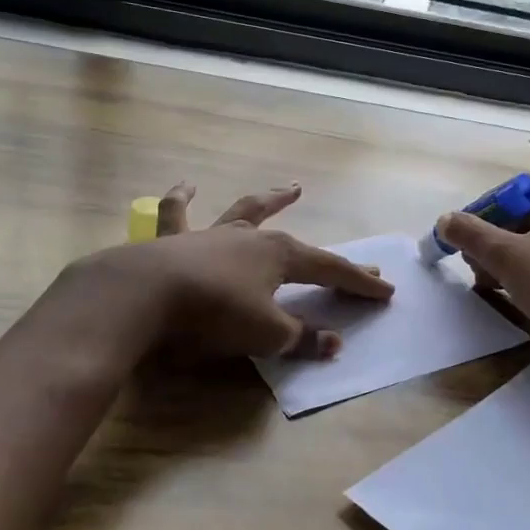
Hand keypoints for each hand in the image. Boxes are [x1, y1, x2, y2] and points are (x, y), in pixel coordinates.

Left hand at [101, 181, 391, 360]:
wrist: (143, 294)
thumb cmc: (213, 313)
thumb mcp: (265, 335)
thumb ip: (300, 338)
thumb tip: (334, 343)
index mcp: (279, 257)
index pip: (330, 270)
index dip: (359, 283)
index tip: (386, 291)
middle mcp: (250, 239)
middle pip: (299, 245)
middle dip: (328, 259)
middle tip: (358, 262)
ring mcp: (212, 235)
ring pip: (247, 212)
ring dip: (271, 201)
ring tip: (290, 188)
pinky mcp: (174, 240)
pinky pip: (178, 214)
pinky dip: (183, 199)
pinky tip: (187, 186)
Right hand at [434, 176, 529, 346]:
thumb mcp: (504, 256)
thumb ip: (470, 233)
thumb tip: (443, 220)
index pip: (522, 187)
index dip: (490, 208)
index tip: (471, 234)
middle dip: (501, 235)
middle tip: (476, 259)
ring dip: (516, 252)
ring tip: (490, 278)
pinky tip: (519, 287)